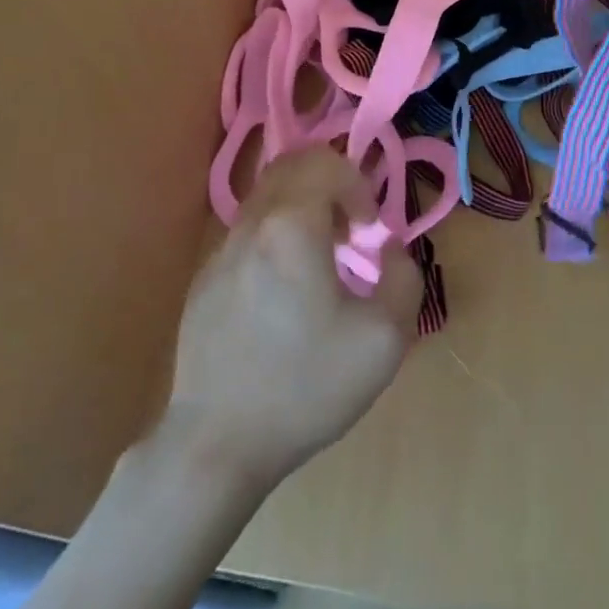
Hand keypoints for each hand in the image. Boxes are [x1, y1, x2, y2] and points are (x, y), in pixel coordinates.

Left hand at [166, 149, 419, 492]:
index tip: (370, 231)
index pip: (328, 164)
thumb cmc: (306, 387)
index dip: (359, 187)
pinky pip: (248, 233)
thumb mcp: (385, 339)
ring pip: (266, 197)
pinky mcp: (205, 279)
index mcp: (292, 226)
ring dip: (301, 209)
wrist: (216, 443)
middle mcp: (252, 224)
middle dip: (329, 184)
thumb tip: (387, 249)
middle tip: (348, 230)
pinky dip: (276, 237)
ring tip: (321, 260)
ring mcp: (221, 251)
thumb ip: (403, 277)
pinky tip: (285, 293)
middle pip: (292, 166)